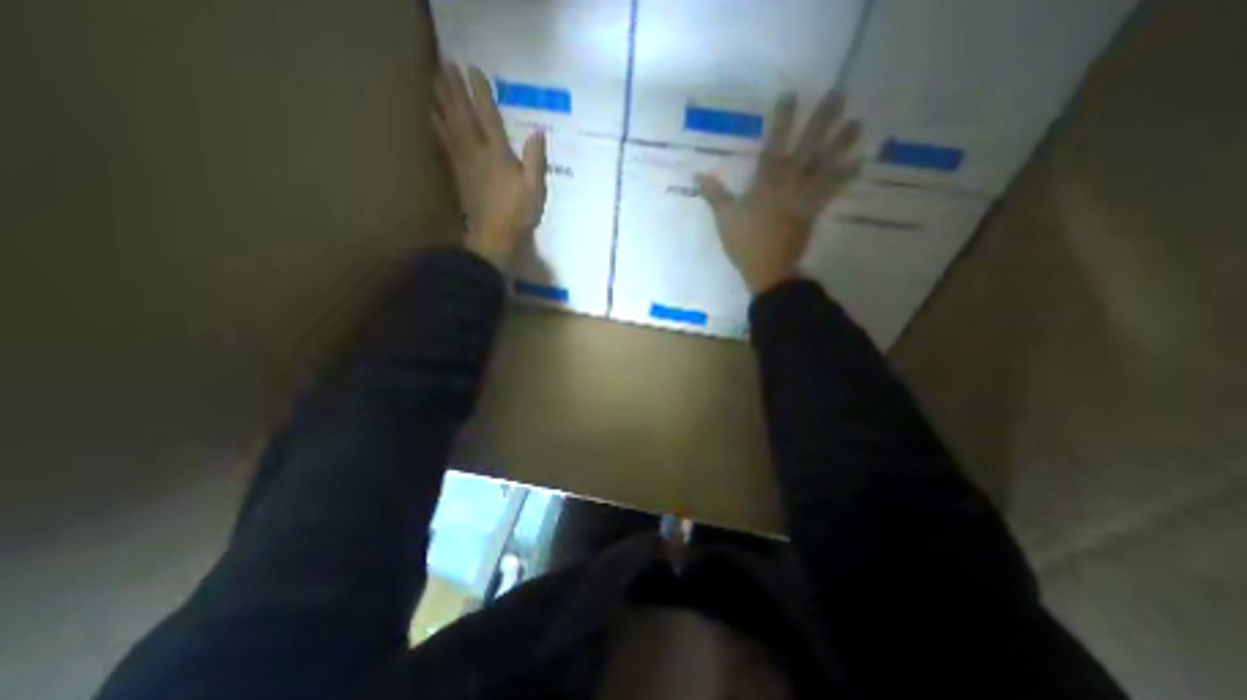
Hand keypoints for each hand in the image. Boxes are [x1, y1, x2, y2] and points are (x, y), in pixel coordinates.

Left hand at [436, 62, 546, 266]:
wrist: (493, 236)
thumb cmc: (518, 213)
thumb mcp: (535, 188)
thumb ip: (535, 159)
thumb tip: (538, 132)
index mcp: (498, 154)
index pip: (488, 117)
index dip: (481, 93)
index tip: (473, 70)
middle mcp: (477, 152)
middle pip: (463, 116)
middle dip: (455, 90)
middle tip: (446, 66)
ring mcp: (464, 163)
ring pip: (450, 126)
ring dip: (442, 103)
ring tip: (434, 83)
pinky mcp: (458, 174)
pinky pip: (445, 144)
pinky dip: (438, 127)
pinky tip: (434, 118)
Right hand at [697, 90, 862, 293]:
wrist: (767, 268)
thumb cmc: (744, 242)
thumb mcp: (724, 218)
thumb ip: (714, 195)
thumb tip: (697, 175)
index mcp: (765, 184)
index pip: (773, 146)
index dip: (781, 121)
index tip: (791, 94)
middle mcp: (788, 184)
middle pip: (806, 149)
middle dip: (821, 121)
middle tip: (840, 94)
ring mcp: (803, 197)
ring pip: (824, 167)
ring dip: (841, 145)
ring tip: (858, 122)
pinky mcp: (813, 211)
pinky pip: (831, 192)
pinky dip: (845, 178)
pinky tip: (859, 164)